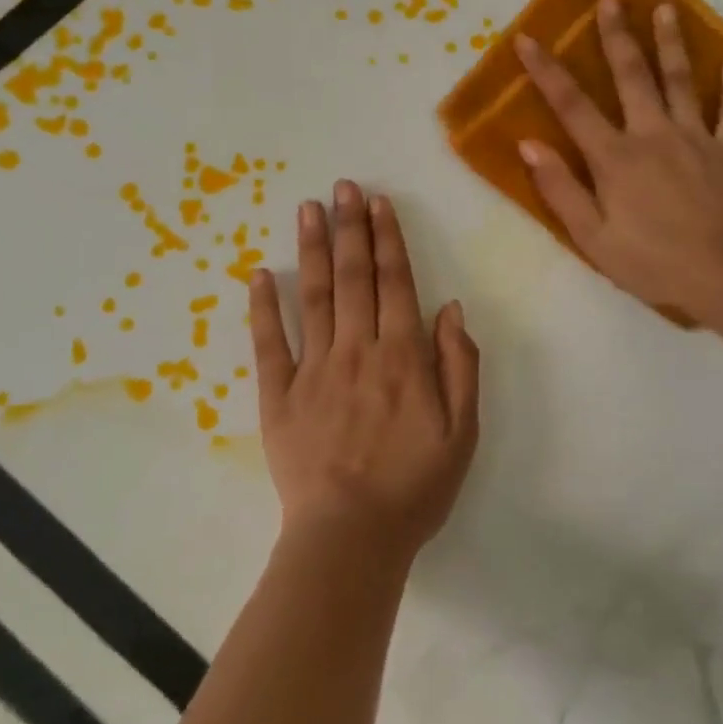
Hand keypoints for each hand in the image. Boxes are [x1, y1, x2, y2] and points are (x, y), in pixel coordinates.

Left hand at [248, 180, 480, 563]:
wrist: (351, 537)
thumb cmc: (414, 486)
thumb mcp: (463, 431)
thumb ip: (459, 364)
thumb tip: (450, 307)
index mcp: (402, 356)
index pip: (395, 282)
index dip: (387, 239)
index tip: (379, 203)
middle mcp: (357, 349)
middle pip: (353, 277)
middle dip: (350, 227)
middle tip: (344, 186)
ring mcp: (313, 369)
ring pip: (313, 296)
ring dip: (312, 249)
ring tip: (308, 208)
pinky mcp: (279, 395)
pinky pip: (269, 343)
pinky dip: (263, 307)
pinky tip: (259, 273)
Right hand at [515, 0, 722, 314]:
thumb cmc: (652, 261)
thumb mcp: (592, 237)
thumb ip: (560, 189)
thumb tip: (528, 144)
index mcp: (615, 157)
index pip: (572, 106)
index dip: (547, 71)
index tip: (527, 38)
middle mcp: (653, 135)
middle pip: (632, 76)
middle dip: (617, 36)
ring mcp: (696, 139)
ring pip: (681, 81)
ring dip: (671, 43)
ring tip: (665, 8)